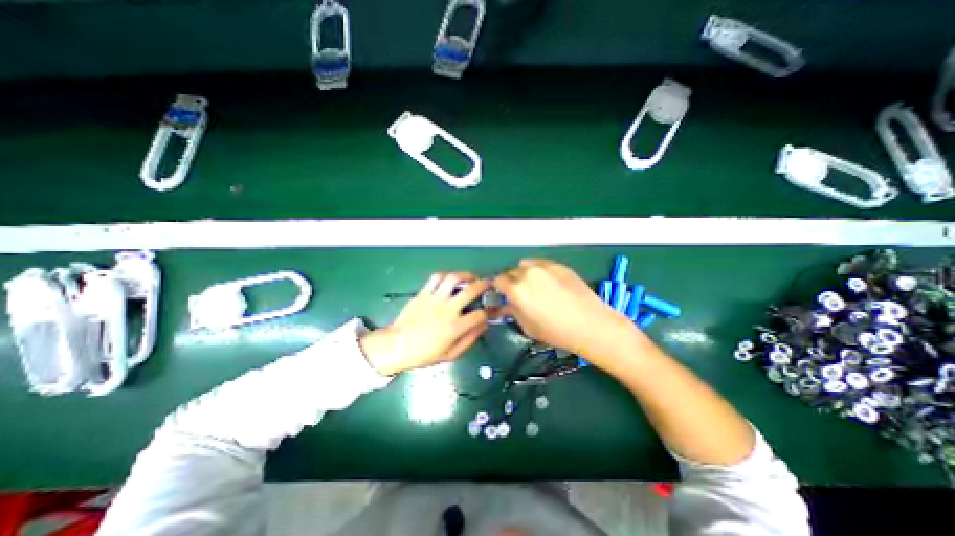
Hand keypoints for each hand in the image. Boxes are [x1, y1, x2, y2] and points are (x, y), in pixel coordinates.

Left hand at [360, 271, 492, 375]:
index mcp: (455, 327)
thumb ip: (469, 339)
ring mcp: (434, 299)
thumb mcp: (450, 354)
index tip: (493, 310)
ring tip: (470, 277)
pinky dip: (446, 275)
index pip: (480, 314)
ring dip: (465, 275)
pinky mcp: (423, 293)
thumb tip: (484, 325)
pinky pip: (436, 278)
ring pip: (453, 279)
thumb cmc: (424, 354)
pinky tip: (451, 278)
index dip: (490, 311)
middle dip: (484, 285)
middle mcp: (447, 309)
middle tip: (489, 283)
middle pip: (471, 290)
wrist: (397, 346)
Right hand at [497, 258, 635, 364]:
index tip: (502, 294)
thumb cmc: (556, 332)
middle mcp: (528, 273)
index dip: (498, 287)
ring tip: (534, 286)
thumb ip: (513, 312)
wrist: (591, 325)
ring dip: (524, 273)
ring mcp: (545, 267)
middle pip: (511, 271)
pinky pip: (542, 264)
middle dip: (511, 281)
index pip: (498, 280)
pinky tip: (550, 284)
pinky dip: (540, 271)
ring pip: (526, 265)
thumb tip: (505, 306)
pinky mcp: (560, 265)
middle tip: (519, 293)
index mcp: (517, 289)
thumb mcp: (528, 327)